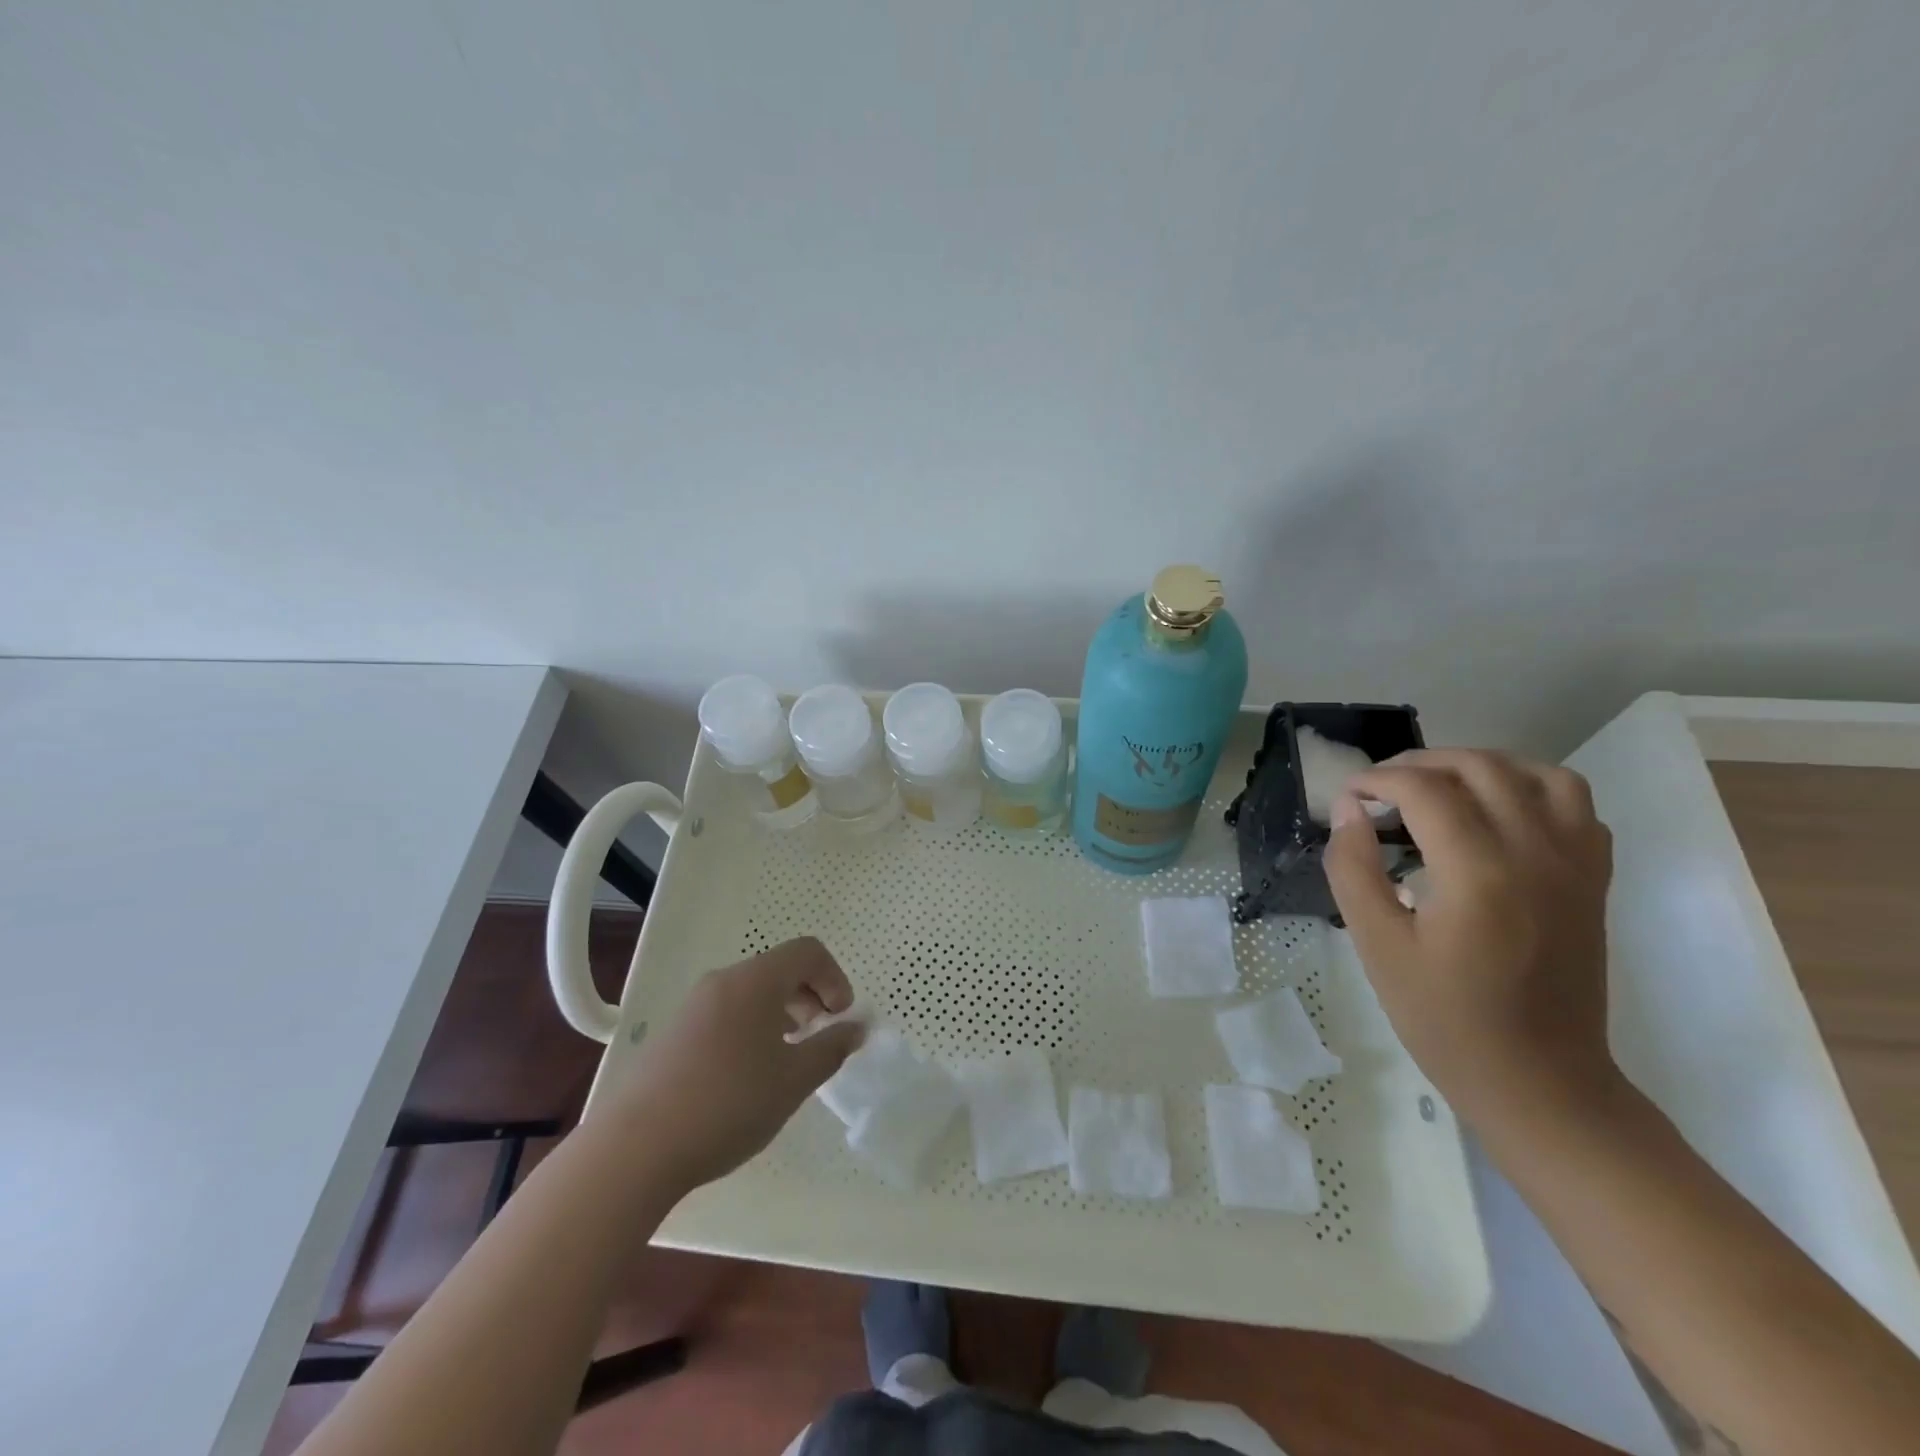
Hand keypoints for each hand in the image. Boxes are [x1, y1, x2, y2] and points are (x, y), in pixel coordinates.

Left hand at [606, 936, 864, 1191]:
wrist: (635, 1149)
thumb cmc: (728, 1104)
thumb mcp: (794, 1080)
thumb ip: (832, 1048)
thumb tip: (857, 1027)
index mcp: (755, 980)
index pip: (808, 952)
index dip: (835, 978)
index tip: (841, 1019)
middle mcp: (723, 981)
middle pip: (779, 969)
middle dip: (810, 996)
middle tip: (820, 1038)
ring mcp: (694, 1006)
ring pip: (752, 992)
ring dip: (782, 1013)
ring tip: (788, 1060)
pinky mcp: (675, 1033)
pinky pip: (727, 1013)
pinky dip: (753, 1027)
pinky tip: (749, 1076)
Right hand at [1322, 748, 1619, 1123]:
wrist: (1540, 1081)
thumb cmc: (1444, 1018)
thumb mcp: (1377, 945)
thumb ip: (1353, 868)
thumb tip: (1349, 810)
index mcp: (1479, 872)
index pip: (1424, 790)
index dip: (1376, 780)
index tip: (1347, 796)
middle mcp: (1536, 854)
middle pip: (1480, 767)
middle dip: (1420, 763)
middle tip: (1381, 787)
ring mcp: (1575, 865)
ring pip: (1537, 774)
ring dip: (1481, 766)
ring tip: (1440, 787)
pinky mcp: (1593, 881)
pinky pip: (1575, 806)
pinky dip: (1531, 789)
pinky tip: (1496, 814)